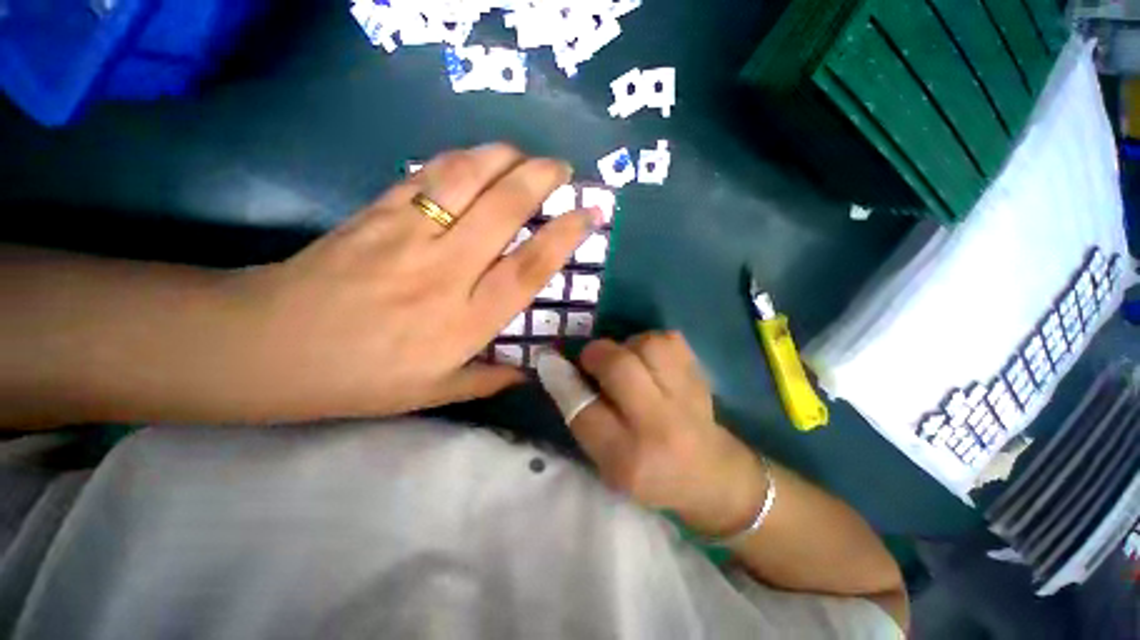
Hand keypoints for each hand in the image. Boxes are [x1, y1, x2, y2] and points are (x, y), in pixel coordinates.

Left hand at [220, 144, 601, 420]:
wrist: (270, 348)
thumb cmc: (359, 379)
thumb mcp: (432, 393)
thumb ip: (486, 380)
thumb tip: (527, 372)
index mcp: (464, 321)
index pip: (528, 270)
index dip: (564, 237)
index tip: (589, 215)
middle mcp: (445, 272)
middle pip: (503, 210)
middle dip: (540, 179)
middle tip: (562, 168)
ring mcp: (408, 235)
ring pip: (465, 179)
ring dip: (502, 157)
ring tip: (524, 154)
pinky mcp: (376, 212)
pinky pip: (426, 175)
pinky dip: (459, 160)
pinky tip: (476, 158)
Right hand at [556, 332, 769, 537]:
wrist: (712, 474)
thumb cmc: (650, 473)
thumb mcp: (608, 462)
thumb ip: (584, 419)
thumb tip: (560, 370)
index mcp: (628, 458)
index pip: (584, 411)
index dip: (562, 380)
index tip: (550, 360)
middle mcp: (658, 426)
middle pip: (618, 367)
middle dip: (596, 354)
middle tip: (592, 359)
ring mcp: (686, 398)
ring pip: (648, 345)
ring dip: (628, 346)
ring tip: (628, 361)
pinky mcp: (702, 377)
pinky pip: (670, 340)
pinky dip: (652, 343)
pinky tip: (651, 361)